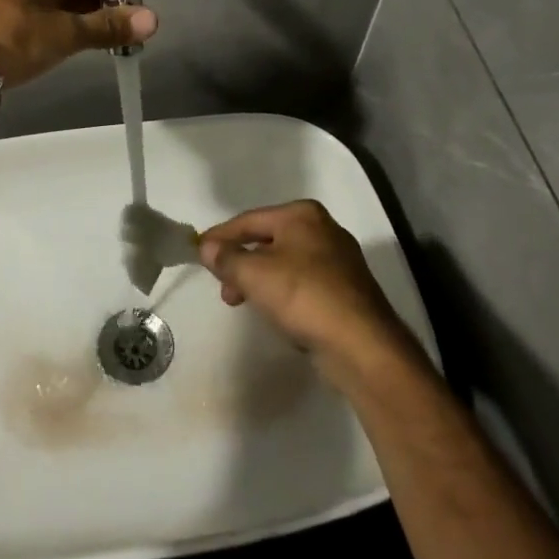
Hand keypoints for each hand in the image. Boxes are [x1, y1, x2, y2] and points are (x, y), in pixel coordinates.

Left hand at [0, 0, 157, 86]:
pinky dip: (46, 28)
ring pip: (43, 2)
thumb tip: (153, 19)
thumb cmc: (12, 39)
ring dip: (68, 19)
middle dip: (89, 5)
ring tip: (92, 41)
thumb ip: (107, 26)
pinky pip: (26, 17)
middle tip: (113, 29)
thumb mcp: (64, 33)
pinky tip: (59, 47)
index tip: (127, 8)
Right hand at [198, 200, 412, 383]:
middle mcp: (323, 229)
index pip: (249, 220)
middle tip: (223, 287)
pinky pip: (302, 283)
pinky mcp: (345, 288)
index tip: (197, 252)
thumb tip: (207, 247)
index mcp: (302, 215)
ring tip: (242, 302)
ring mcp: (338, 259)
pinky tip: (274, 312)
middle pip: (267, 240)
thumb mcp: (254, 274)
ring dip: (258, 280)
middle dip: (240, 262)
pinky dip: (282, 292)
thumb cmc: (303, 296)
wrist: (361, 344)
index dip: (220, 236)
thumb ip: (226, 257)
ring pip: (284, 263)